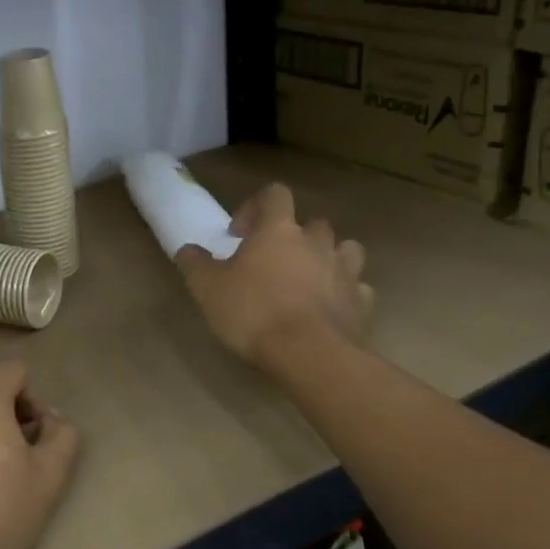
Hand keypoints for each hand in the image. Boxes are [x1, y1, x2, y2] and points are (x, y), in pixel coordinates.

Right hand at [175, 183, 371, 365]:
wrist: (308, 354)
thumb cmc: (253, 312)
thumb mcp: (208, 289)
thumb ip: (195, 264)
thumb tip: (187, 250)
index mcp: (279, 230)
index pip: (275, 194)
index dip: (256, 206)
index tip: (240, 234)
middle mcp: (317, 242)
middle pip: (312, 223)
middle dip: (294, 236)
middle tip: (273, 261)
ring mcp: (345, 270)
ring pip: (344, 249)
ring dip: (327, 258)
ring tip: (308, 280)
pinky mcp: (362, 302)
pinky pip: (357, 288)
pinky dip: (345, 293)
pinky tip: (329, 309)